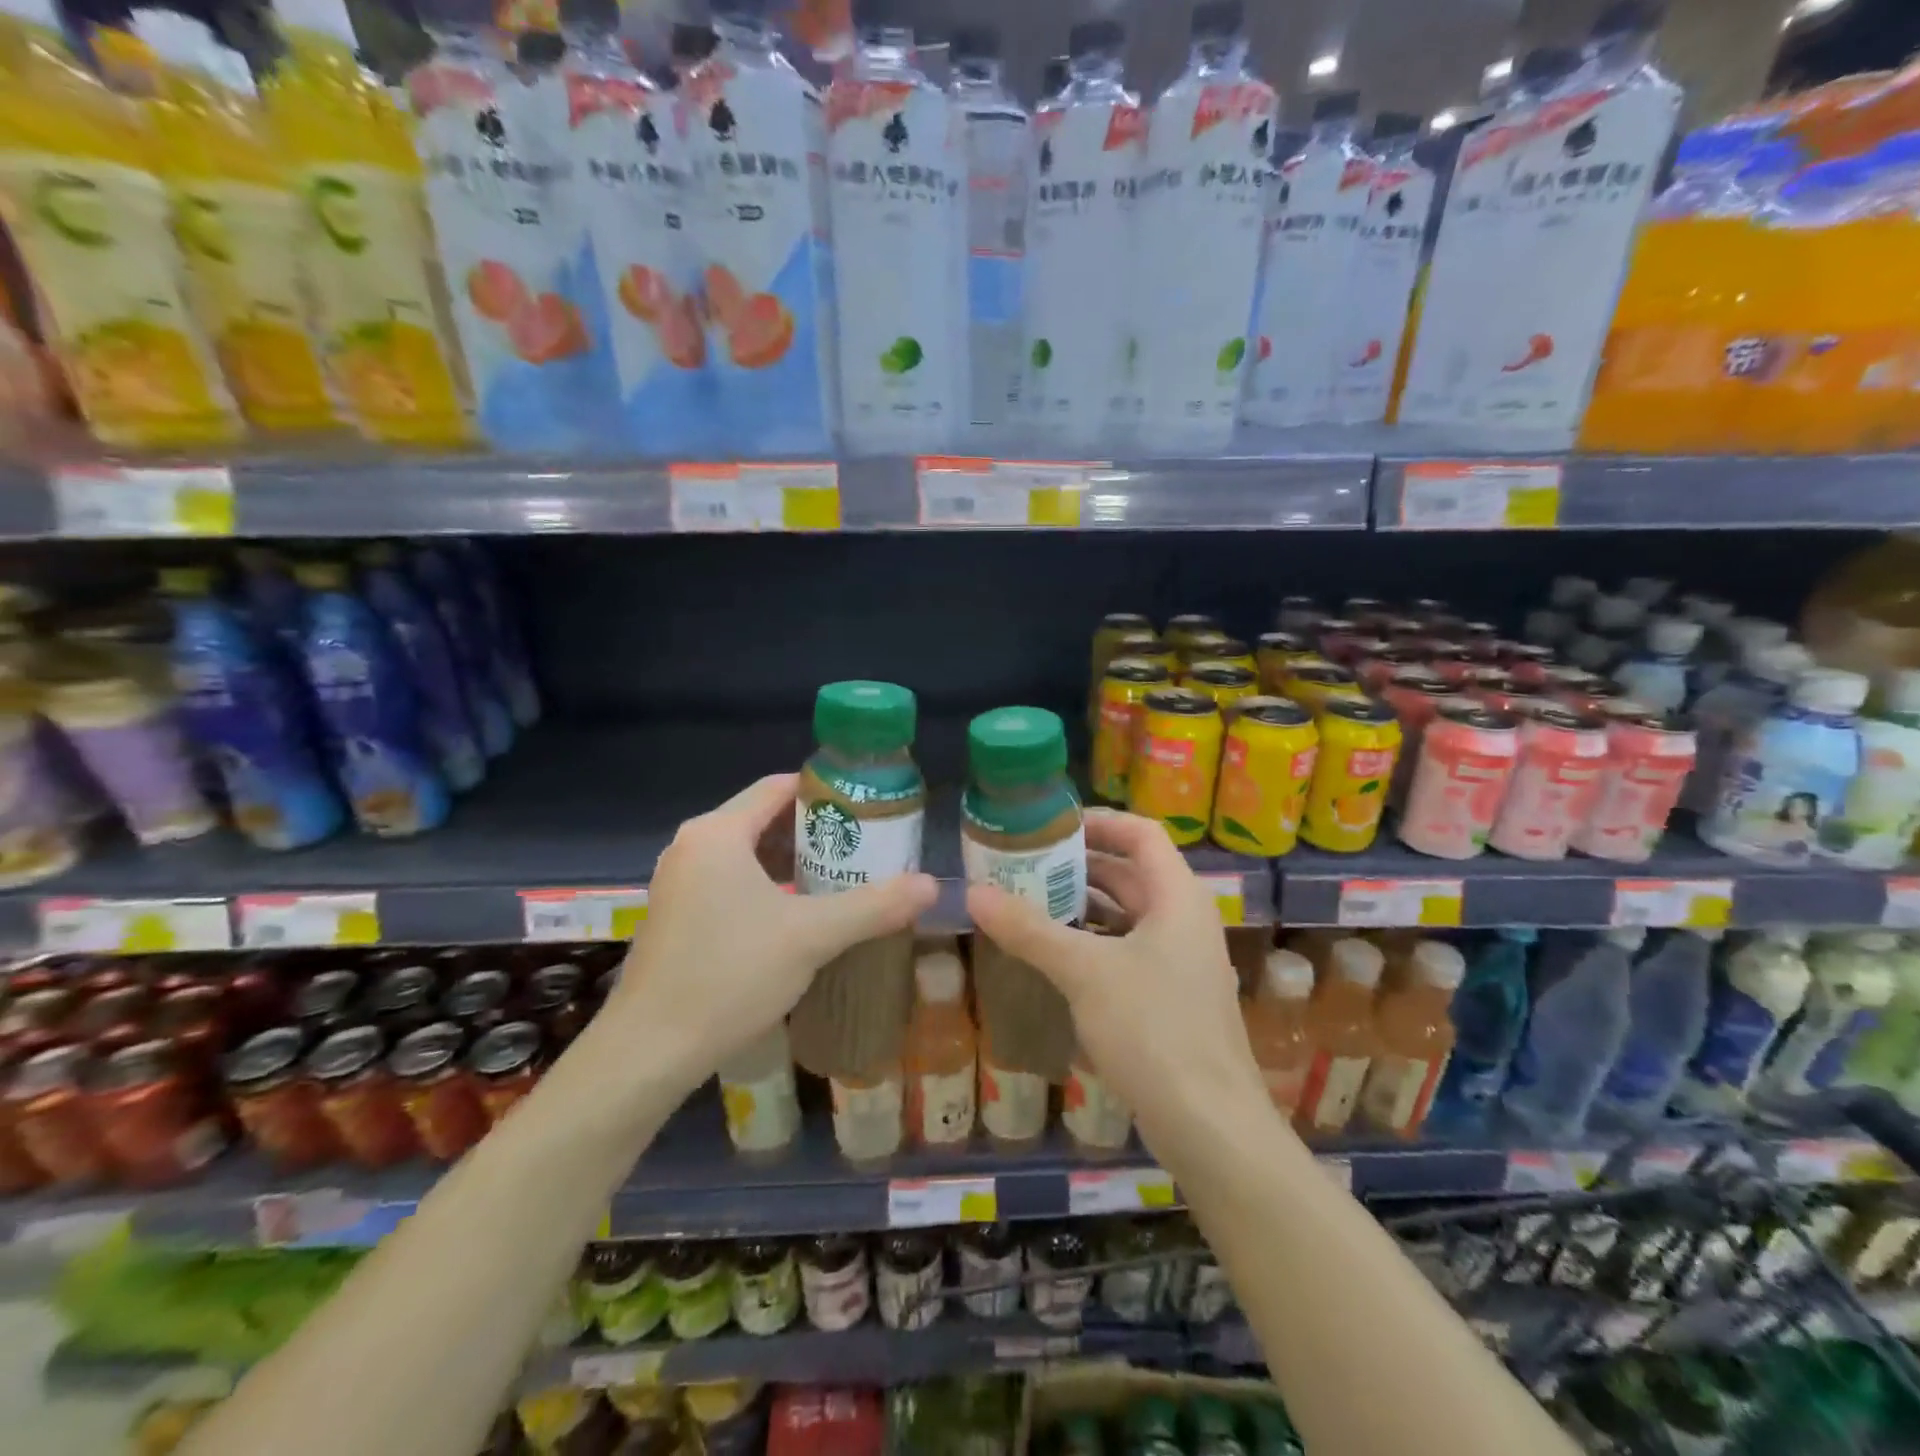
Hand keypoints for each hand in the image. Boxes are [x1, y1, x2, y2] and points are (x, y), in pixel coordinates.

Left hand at [602, 773, 938, 1092]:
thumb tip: (931, 885)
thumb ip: (874, 906)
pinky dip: (767, 886)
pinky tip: (798, 914)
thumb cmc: (729, 975)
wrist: (648, 1051)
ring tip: (842, 877)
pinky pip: (730, 881)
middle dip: (816, 831)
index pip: (778, 788)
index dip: (826, 791)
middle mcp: (692, 846)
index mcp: (718, 833)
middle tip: (865, 847)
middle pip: (764, 819)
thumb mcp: (811, 937)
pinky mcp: (675, 914)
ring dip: (793, 863)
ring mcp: (678, 881)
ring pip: (747, 854)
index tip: (868, 807)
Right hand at [966, 808, 1263, 1142]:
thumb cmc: (1153, 1029)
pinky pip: (1128, 951)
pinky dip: (1093, 943)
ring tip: (1029, 902)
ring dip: (1083, 906)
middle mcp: (1184, 920)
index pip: (1142, 834)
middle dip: (1080, 865)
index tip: (1051, 826)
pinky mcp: (1172, 998)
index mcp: (1177, 896)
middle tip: (1025, 864)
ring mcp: (1182, 962)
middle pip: (1132, 873)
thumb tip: (973, 893)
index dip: (1099, 822)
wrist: (1211, 1126)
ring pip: (1128, 916)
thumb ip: (1029, 929)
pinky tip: (1054, 955)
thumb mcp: (1084, 972)